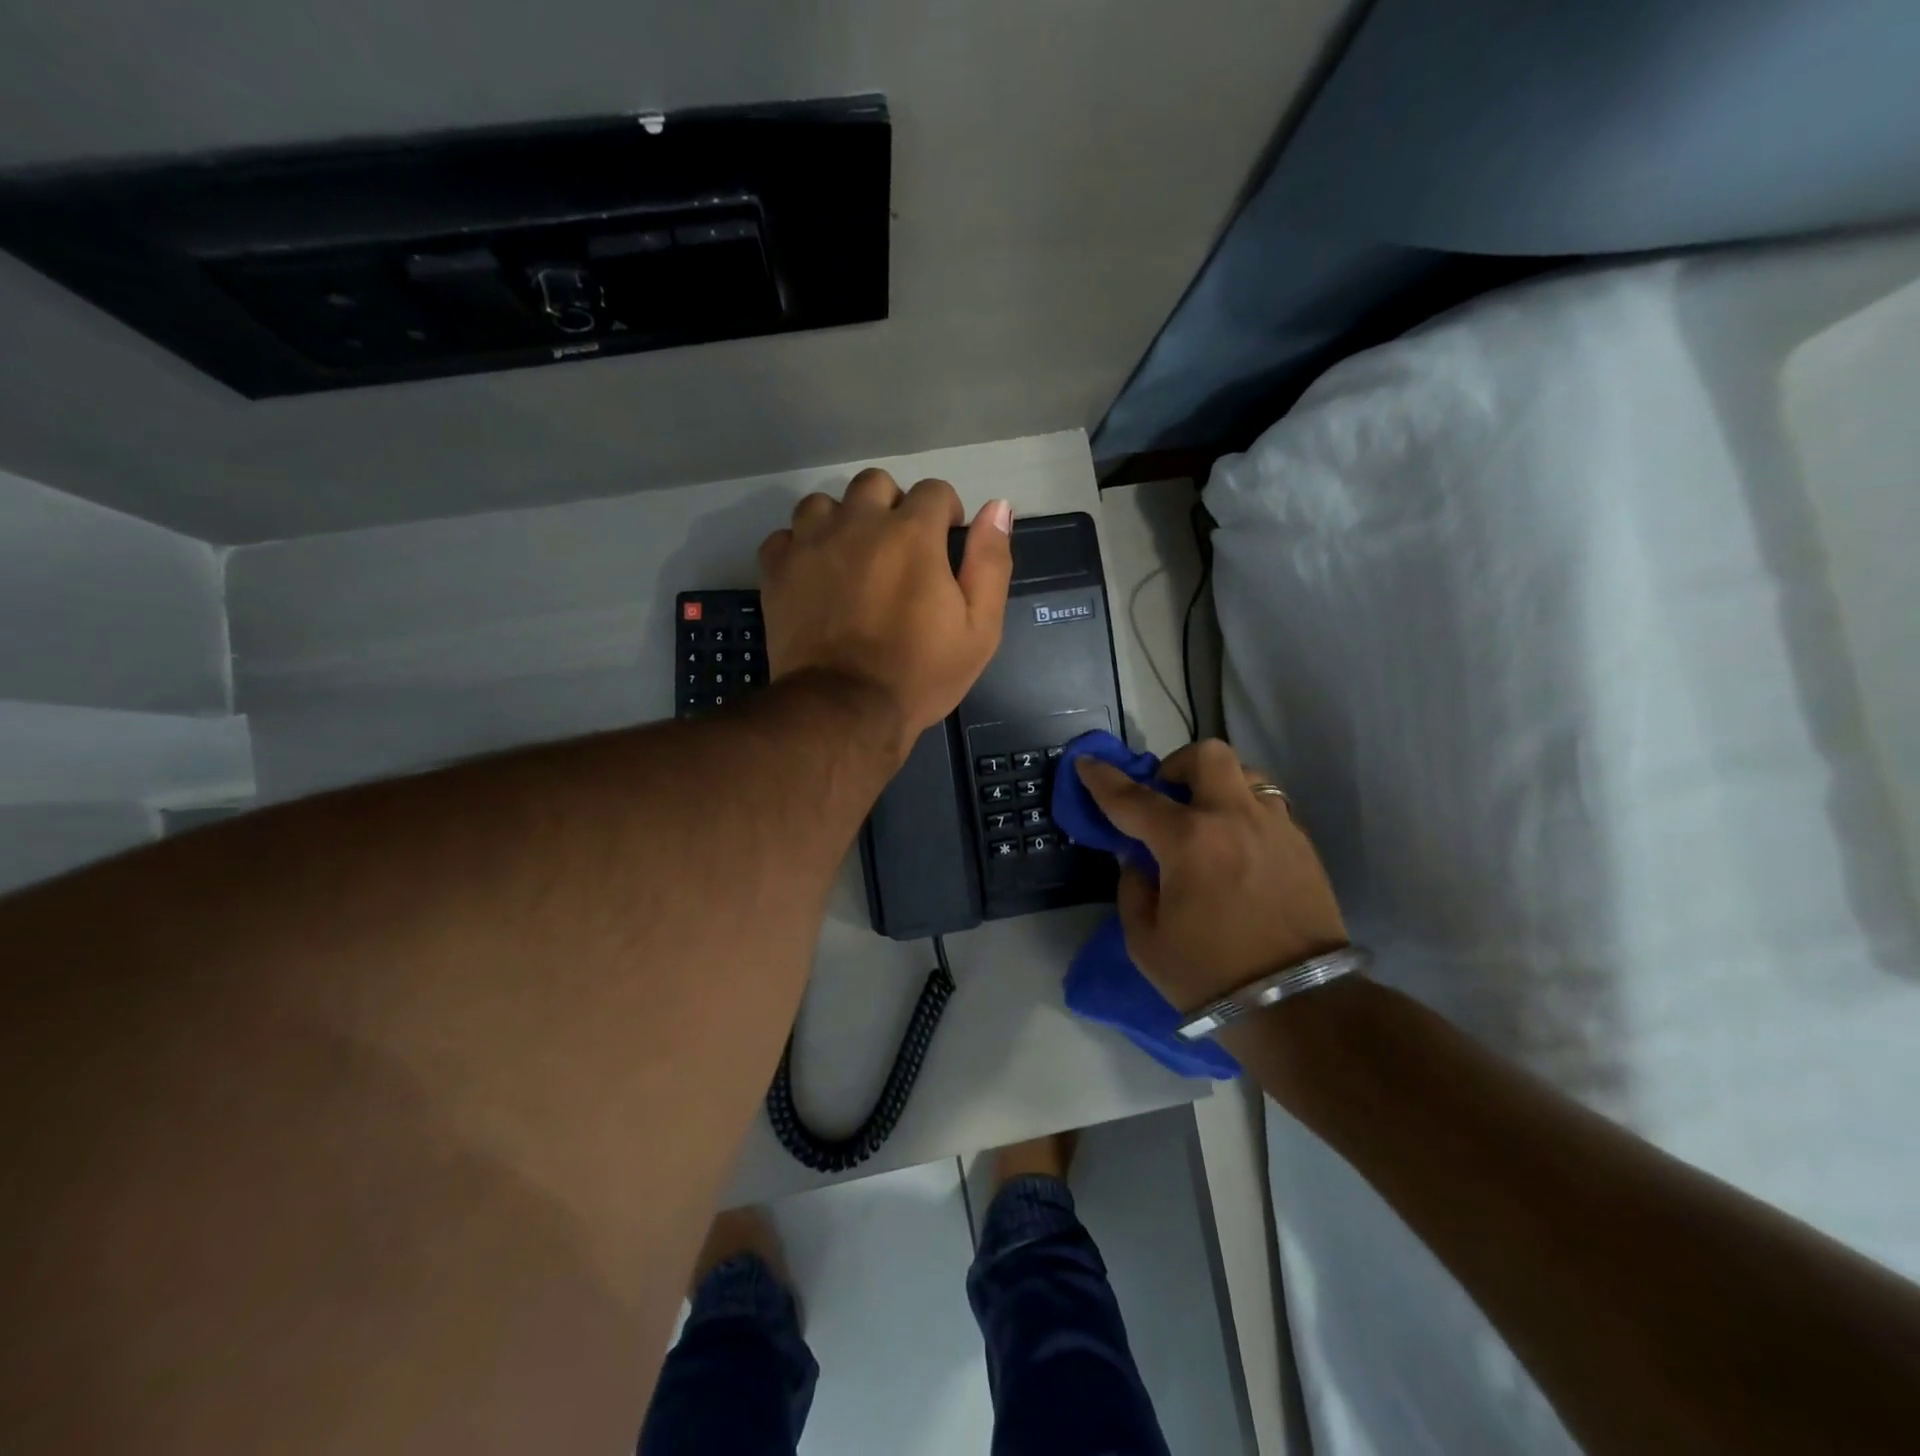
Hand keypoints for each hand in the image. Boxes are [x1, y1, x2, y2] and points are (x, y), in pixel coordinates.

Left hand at [758, 469, 1013, 749]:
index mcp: (912, 533)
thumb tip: (998, 508)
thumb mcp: (979, 628)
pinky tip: (814, 574)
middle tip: (899, 549)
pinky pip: (786, 536)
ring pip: (825, 503)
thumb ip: (990, 563)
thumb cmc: (920, 673)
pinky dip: (801, 548)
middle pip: (875, 484)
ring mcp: (811, 543)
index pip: (933, 491)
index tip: (945, 544)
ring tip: (851, 557)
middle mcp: (858, 523)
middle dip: (893, 506)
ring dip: (842, 521)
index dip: (945, 514)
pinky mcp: (777, 569)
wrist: (845, 710)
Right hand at [1075, 740, 1348, 1009]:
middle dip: (1176, 766)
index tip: (1087, 762)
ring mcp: (1275, 827)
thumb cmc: (1209, 976)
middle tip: (1166, 798)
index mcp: (1188, 841)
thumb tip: (1137, 859)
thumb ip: (1133, 887)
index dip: (1103, 778)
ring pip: (1245, 774)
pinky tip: (1236, 850)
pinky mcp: (1303, 846)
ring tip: (1206, 822)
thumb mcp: (1145, 940)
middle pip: (1207, 756)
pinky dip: (1243, 814)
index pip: (1133, 797)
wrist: (1299, 1007)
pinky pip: (1268, 807)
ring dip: (1217, 786)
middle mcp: (1233, 818)